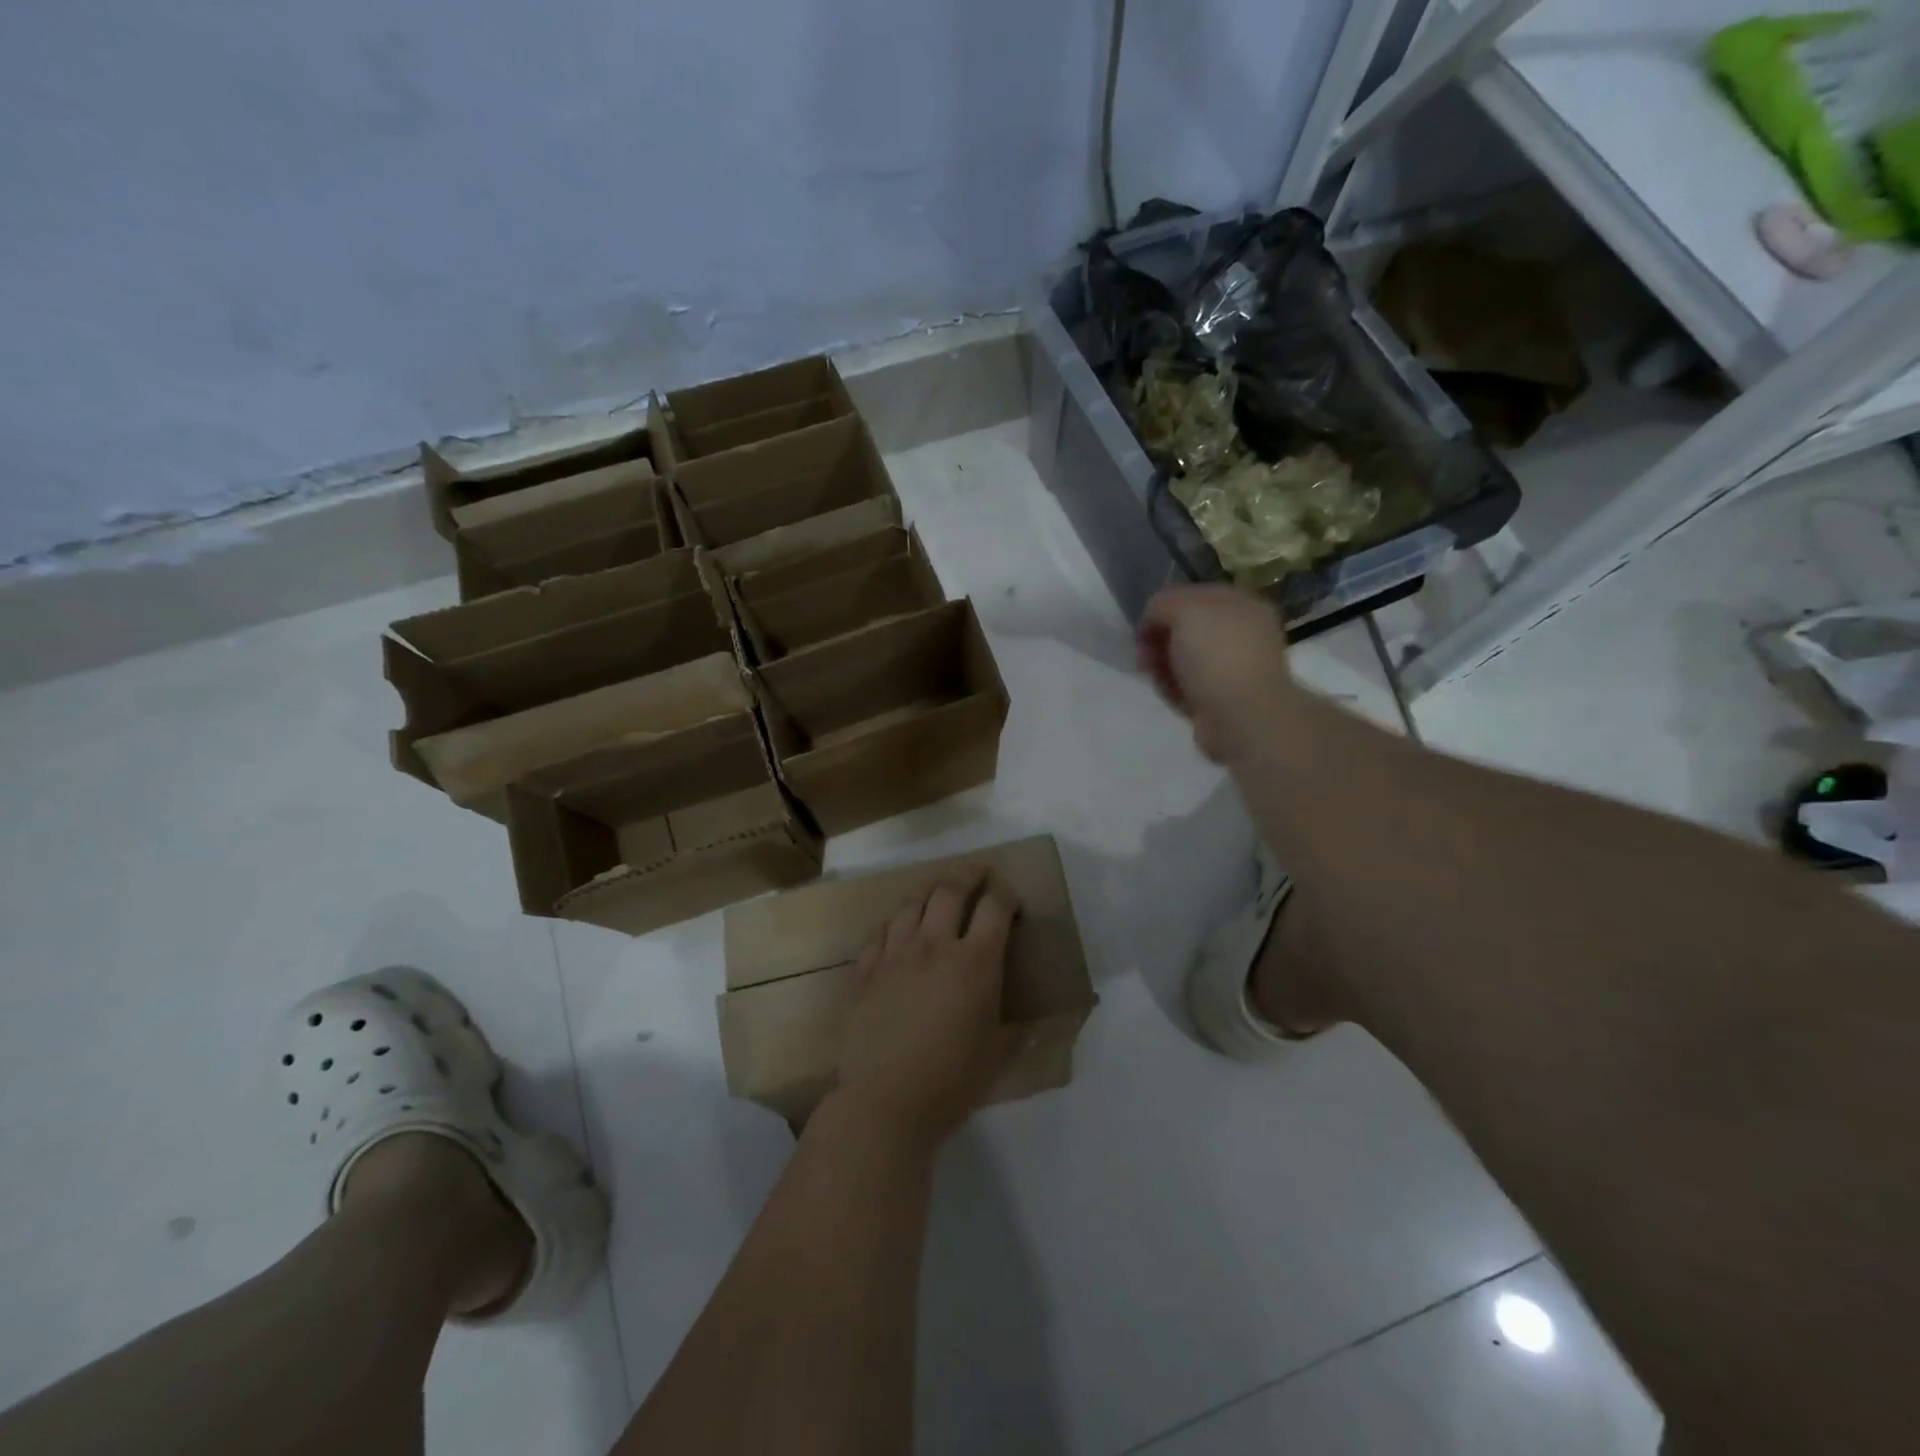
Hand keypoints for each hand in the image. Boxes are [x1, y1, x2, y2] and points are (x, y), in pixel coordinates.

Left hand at [833, 871, 1018, 1150]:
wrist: (886, 1101)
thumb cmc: (952, 1081)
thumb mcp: (998, 1054)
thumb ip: (1015, 1026)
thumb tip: (1032, 1020)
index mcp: (975, 962)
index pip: (994, 907)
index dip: (1005, 895)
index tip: (1010, 898)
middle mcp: (934, 946)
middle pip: (950, 890)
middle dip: (968, 874)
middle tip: (977, 872)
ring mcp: (894, 954)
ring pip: (911, 904)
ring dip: (928, 891)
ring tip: (936, 892)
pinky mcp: (865, 971)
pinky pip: (879, 932)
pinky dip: (893, 923)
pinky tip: (897, 928)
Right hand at [1137, 585, 1297, 763]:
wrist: (1242, 717)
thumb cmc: (1217, 656)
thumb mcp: (1185, 611)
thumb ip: (1163, 604)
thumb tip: (1153, 617)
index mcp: (1241, 605)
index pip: (1192, 596)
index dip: (1162, 608)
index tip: (1143, 628)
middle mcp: (1240, 634)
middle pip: (1185, 630)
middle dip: (1159, 641)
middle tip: (1145, 657)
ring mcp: (1231, 668)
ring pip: (1183, 659)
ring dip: (1163, 667)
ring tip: (1158, 679)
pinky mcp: (1220, 698)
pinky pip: (1187, 687)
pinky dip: (1174, 690)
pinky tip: (1174, 697)